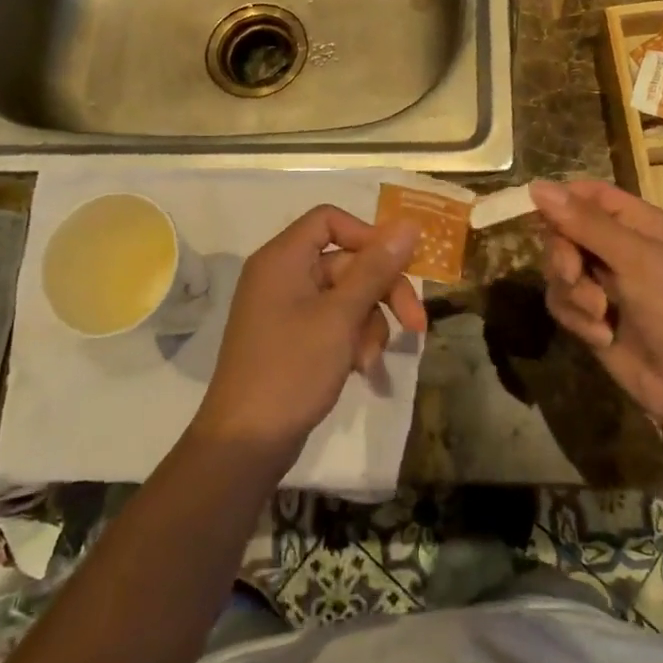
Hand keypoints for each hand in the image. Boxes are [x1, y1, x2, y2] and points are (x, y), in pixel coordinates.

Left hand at [193, 205, 424, 459]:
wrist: (246, 443)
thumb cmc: (292, 369)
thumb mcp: (341, 316)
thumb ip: (375, 269)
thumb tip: (409, 224)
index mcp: (283, 258)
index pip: (329, 220)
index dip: (367, 236)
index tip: (398, 264)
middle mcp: (282, 276)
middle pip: (346, 262)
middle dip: (382, 291)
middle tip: (416, 323)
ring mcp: (286, 309)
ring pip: (346, 296)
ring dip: (369, 322)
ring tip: (371, 359)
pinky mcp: (292, 339)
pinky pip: (333, 322)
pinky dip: (352, 339)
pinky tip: (362, 367)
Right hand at [531, 179, 662, 438]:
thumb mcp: (636, 260)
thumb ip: (585, 223)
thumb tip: (536, 185)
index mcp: (641, 224)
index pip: (590, 195)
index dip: (562, 200)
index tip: (539, 213)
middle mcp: (620, 248)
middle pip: (565, 231)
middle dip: (563, 255)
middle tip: (572, 274)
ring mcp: (605, 284)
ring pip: (558, 269)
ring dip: (572, 292)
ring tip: (598, 314)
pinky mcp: (593, 317)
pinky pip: (563, 303)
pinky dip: (577, 318)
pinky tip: (602, 336)